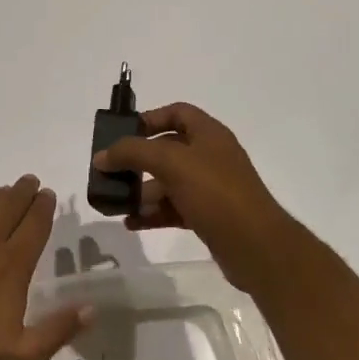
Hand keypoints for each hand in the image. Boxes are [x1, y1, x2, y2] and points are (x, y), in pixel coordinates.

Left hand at [0, 175, 93, 359]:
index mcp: (12, 263)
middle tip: (31, 181)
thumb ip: (59, 330)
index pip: (34, 223)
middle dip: (24, 191)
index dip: (44, 207)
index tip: (49, 195)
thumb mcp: (24, 355)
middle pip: (10, 205)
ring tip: (3, 193)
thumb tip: (92, 308)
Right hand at [92, 103, 307, 290]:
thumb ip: (132, 153)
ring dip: (141, 191)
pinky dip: (153, 213)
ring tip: (115, 203)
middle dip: (137, 161)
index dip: (150, 117)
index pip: (177, 112)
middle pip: (167, 150)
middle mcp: (211, 157)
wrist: (257, 247)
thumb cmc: (215, 192)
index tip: (123, 133)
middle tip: (110, 172)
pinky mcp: (209, 216)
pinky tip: (131, 222)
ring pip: (168, 182)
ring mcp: (211, 188)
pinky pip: (174, 208)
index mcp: (209, 134)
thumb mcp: (170, 163)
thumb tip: (101, 156)